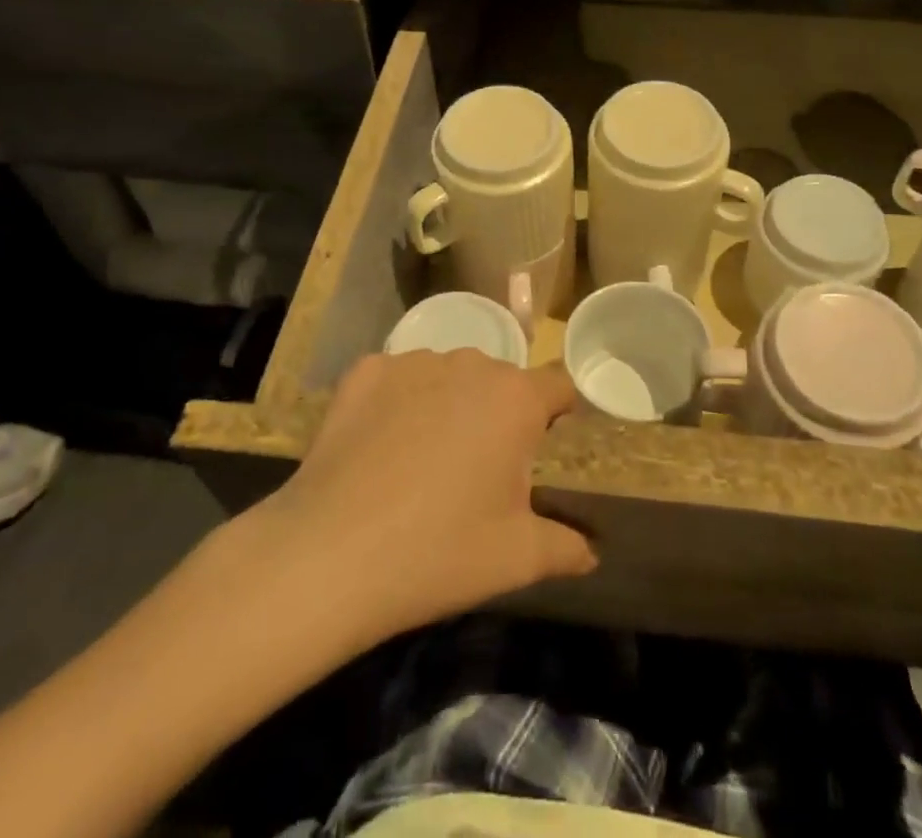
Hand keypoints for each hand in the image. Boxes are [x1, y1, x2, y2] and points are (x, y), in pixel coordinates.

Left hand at [260, 350, 596, 644]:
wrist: (330, 555)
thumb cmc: (439, 552)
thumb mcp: (518, 559)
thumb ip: (566, 547)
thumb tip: (592, 552)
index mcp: (515, 399)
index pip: (558, 386)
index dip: (558, 414)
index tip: (545, 446)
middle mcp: (470, 364)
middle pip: (500, 381)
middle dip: (498, 414)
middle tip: (479, 469)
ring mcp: (413, 362)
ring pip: (448, 375)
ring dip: (449, 404)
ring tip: (424, 459)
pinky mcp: (365, 371)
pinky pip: (398, 378)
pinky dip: (398, 402)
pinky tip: (381, 445)